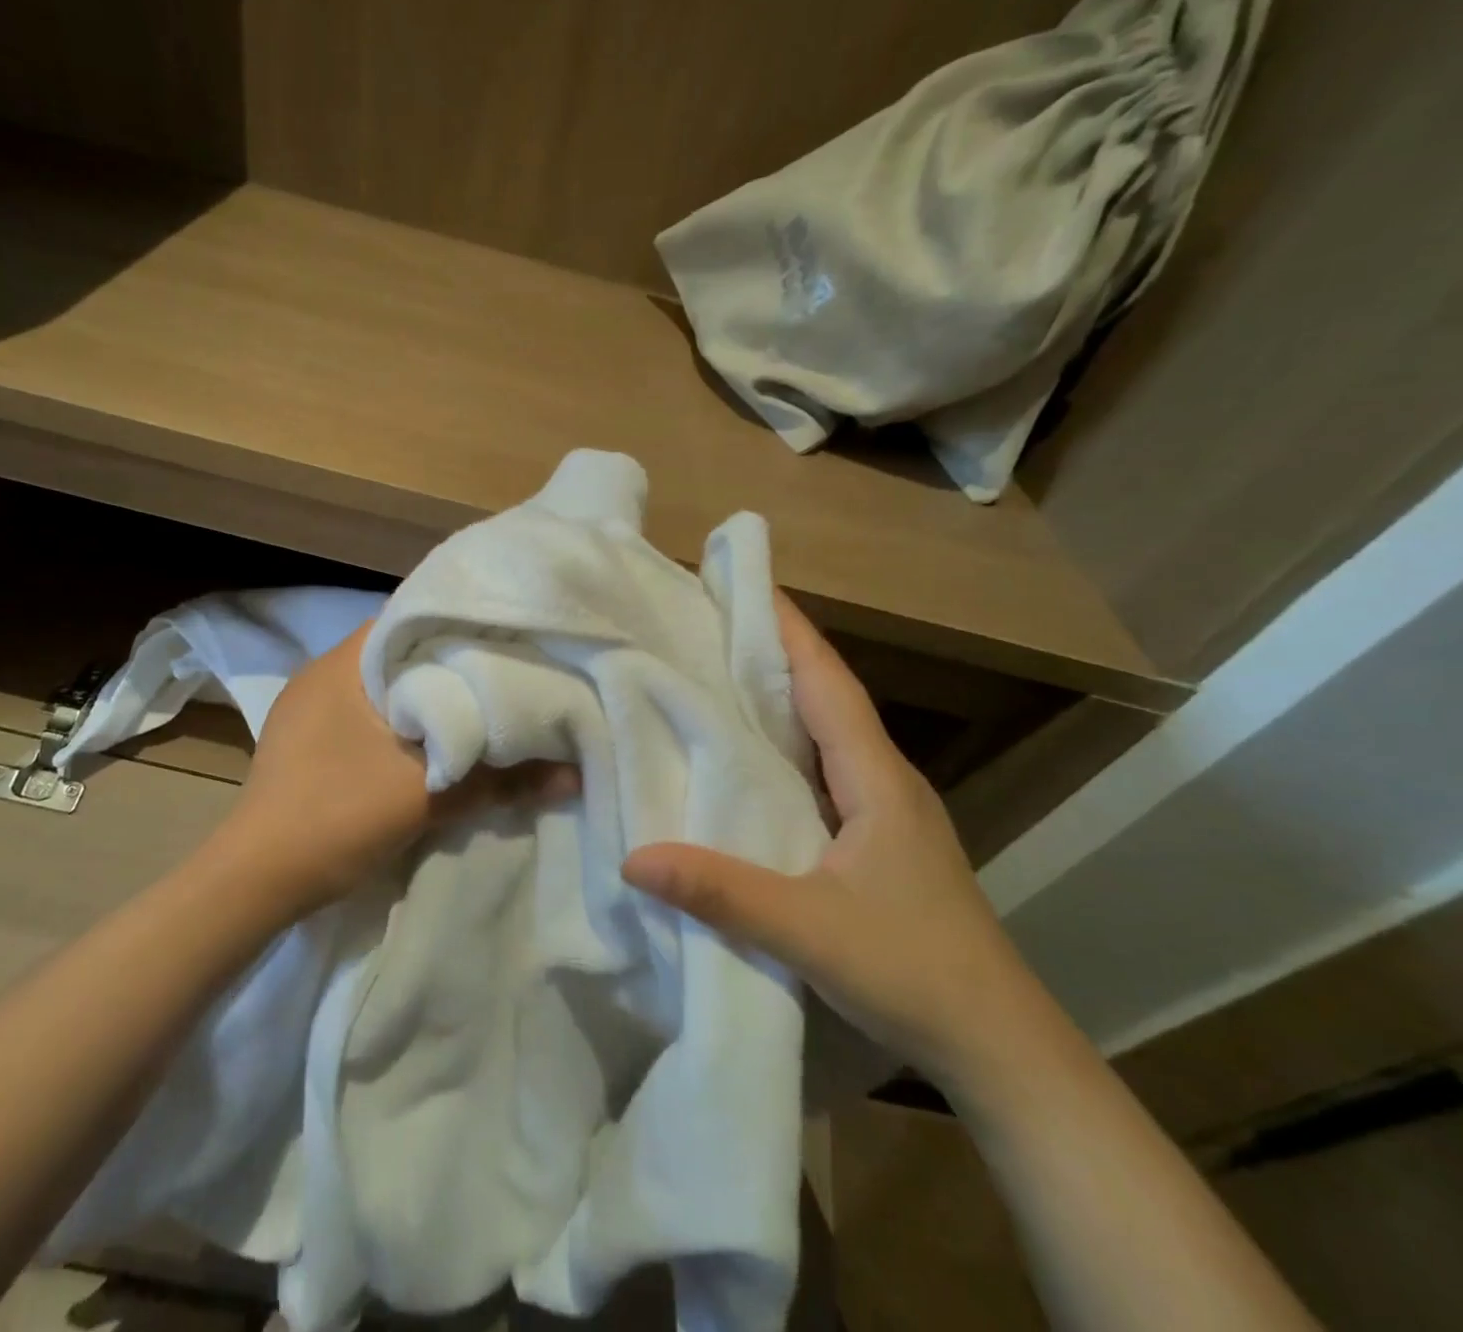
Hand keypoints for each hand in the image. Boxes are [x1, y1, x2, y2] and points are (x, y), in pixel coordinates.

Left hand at [219, 621, 576, 916]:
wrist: (256, 884)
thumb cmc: (335, 817)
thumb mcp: (425, 797)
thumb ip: (501, 780)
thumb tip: (573, 775)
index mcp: (341, 665)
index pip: (410, 618)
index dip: (460, 624)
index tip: (506, 636)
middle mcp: (322, 675)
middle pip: (399, 654)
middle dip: (449, 664)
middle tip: (505, 669)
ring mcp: (309, 711)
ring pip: (383, 688)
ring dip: (425, 696)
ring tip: (479, 700)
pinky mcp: (308, 743)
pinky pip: (366, 716)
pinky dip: (402, 722)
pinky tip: (434, 738)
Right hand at [621, 594, 1038, 1086]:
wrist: (999, 1047)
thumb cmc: (912, 972)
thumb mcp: (807, 930)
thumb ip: (720, 891)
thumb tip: (633, 856)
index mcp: (876, 778)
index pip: (827, 682)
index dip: (788, 630)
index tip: (745, 584)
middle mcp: (883, 780)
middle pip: (825, 696)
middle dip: (773, 652)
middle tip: (710, 623)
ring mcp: (883, 811)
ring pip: (825, 733)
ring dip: (779, 698)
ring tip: (718, 674)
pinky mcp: (876, 840)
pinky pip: (823, 771)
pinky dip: (785, 746)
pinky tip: (750, 759)